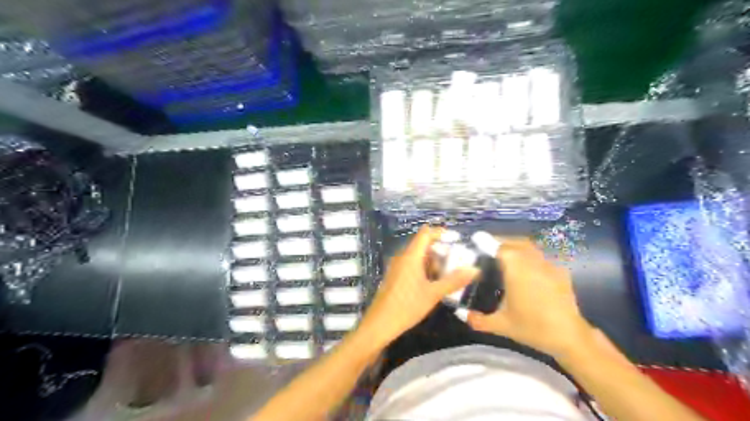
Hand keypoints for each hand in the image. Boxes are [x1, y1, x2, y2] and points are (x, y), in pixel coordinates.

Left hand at [359, 227, 476, 348]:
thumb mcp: (433, 294)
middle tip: (455, 264)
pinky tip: (432, 285)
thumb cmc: (407, 306)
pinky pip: (411, 266)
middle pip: (423, 245)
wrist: (379, 324)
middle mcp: (402, 257)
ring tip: (447, 277)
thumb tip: (474, 269)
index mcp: (411, 256)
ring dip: (433, 263)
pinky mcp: (395, 277)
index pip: (426, 233)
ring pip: (418, 257)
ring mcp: (397, 267)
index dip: (440, 233)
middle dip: (440, 252)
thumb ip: (454, 281)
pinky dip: (424, 270)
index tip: (456, 240)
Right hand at [467, 237, 598, 358]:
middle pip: (514, 242)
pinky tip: (527, 272)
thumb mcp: (501, 325)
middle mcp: (532, 260)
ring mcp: (548, 265)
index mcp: (516, 267)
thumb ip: (479, 320)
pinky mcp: (560, 272)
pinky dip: (531, 258)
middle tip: (489, 252)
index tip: (477, 245)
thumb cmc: (532, 327)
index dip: (486, 244)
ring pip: (529, 247)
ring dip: (517, 248)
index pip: (498, 246)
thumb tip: (464, 315)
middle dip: (501, 243)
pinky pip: (541, 258)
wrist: (570, 337)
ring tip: (507, 259)